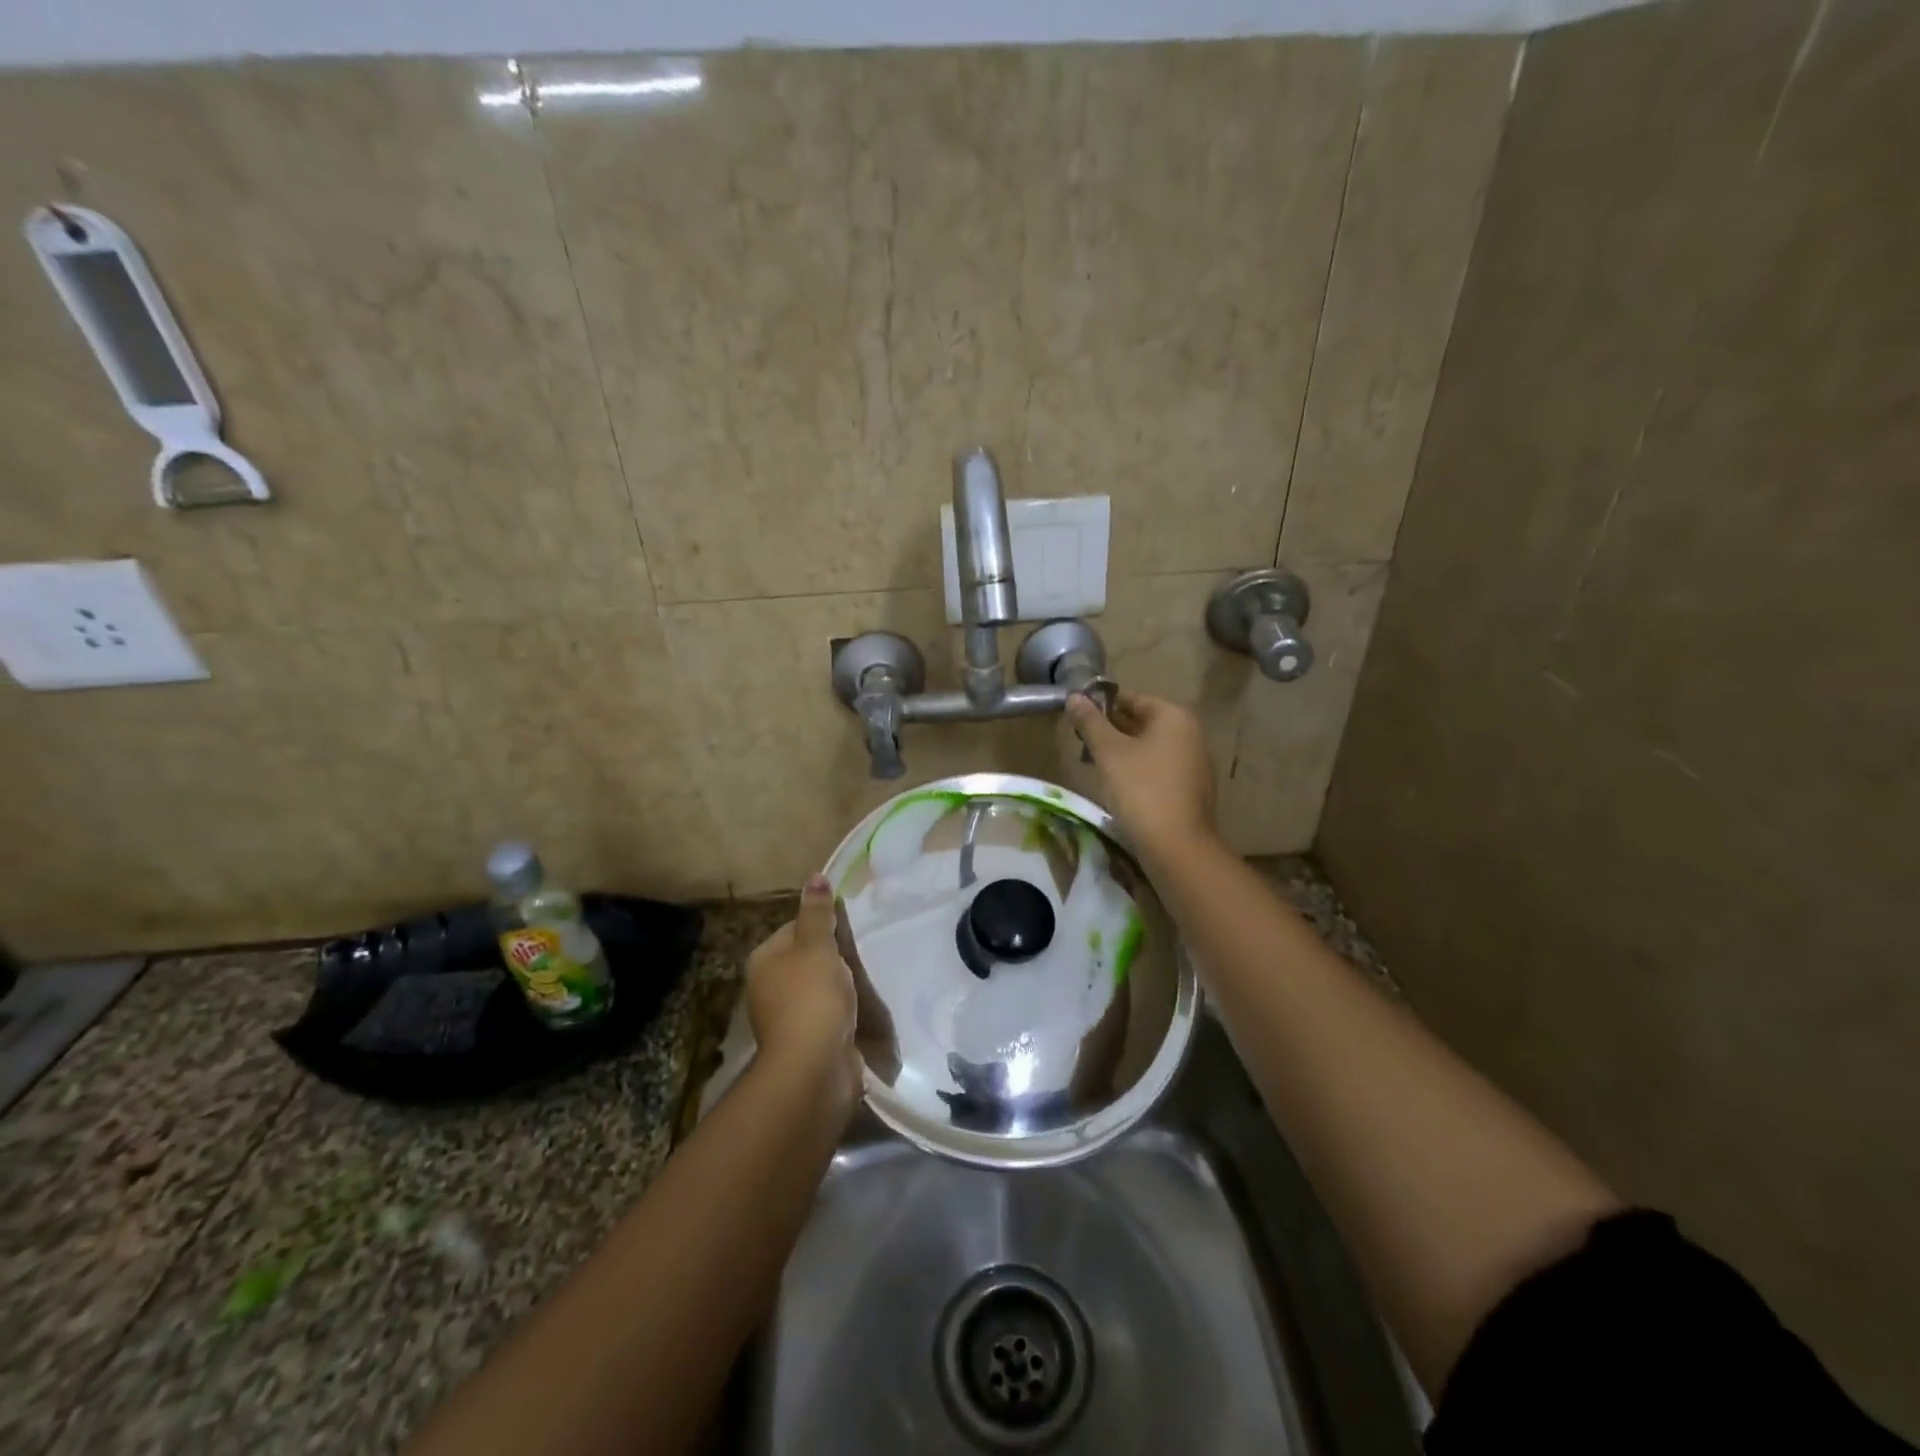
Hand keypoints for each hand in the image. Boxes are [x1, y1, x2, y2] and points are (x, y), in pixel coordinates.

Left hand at [745, 876, 860, 1101]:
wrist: (814, 1067)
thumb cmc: (811, 997)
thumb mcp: (817, 946)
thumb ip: (818, 912)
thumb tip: (815, 876)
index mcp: (763, 960)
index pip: (794, 928)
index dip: (822, 925)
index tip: (848, 930)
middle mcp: (768, 987)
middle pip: (806, 959)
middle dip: (834, 957)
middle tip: (862, 952)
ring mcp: (786, 1018)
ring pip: (818, 988)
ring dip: (840, 986)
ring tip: (867, 979)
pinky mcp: (806, 1041)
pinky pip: (827, 1015)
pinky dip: (843, 1012)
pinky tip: (861, 1009)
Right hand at [1065, 690, 1216, 857]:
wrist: (1177, 847)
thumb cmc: (1141, 790)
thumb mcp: (1109, 753)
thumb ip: (1090, 722)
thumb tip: (1074, 696)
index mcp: (1174, 717)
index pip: (1132, 699)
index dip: (1102, 704)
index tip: (1077, 715)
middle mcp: (1190, 734)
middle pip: (1142, 722)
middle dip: (1111, 729)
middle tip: (1081, 740)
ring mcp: (1194, 763)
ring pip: (1149, 747)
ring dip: (1122, 751)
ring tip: (1094, 762)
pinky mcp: (1190, 789)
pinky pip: (1158, 768)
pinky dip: (1137, 770)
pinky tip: (1117, 784)